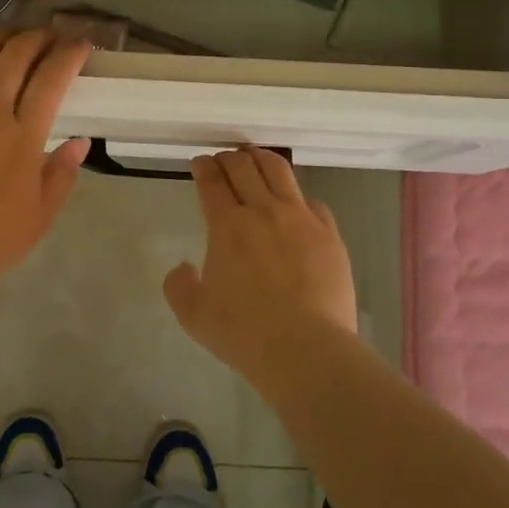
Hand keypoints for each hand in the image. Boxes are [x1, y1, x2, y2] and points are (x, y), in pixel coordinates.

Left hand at [0, 29, 91, 293]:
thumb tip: (79, 140)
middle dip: (38, 37)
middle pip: (16, 55)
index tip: (81, 44)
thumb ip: (62, 174)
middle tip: (48, 37)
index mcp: (21, 137)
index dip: (70, 53)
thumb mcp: (40, 217)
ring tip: (10, 36)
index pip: (52, 78)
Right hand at [164, 147, 357, 387]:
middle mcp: (263, 211)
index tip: (200, 162)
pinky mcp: (329, 234)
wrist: (306, 349)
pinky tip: (296, 203)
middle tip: (223, 159)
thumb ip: (179, 286)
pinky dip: (298, 196)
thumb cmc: (244, 333)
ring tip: (256, 158)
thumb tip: (184, 267)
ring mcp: (300, 219)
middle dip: (229, 157)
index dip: (203, 166)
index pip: (212, 181)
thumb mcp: (193, 316)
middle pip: (244, 167)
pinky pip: (313, 202)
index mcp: (227, 225)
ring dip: (262, 159)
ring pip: (280, 172)